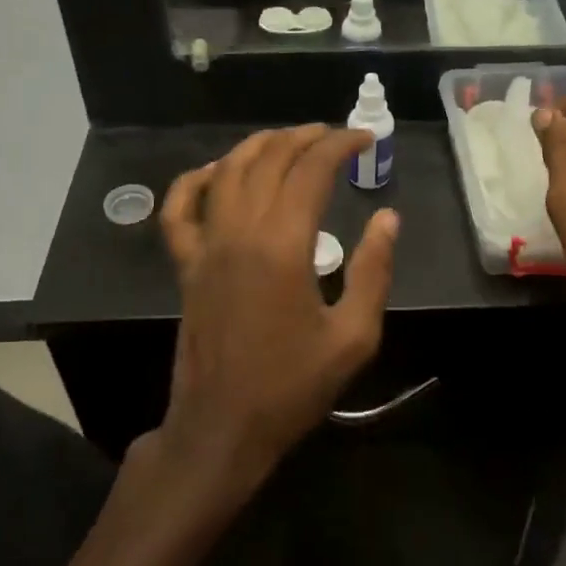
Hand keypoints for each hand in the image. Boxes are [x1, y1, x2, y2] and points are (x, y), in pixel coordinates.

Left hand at [158, 125, 399, 503]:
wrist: (223, 428)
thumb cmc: (291, 386)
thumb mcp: (353, 337)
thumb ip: (373, 271)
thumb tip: (387, 218)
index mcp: (282, 245)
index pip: (311, 170)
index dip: (340, 144)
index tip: (366, 138)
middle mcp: (239, 232)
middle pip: (269, 160)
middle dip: (304, 138)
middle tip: (334, 137)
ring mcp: (206, 246)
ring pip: (227, 172)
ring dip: (259, 146)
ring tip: (288, 140)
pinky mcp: (186, 265)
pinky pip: (179, 210)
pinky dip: (194, 181)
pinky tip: (216, 171)